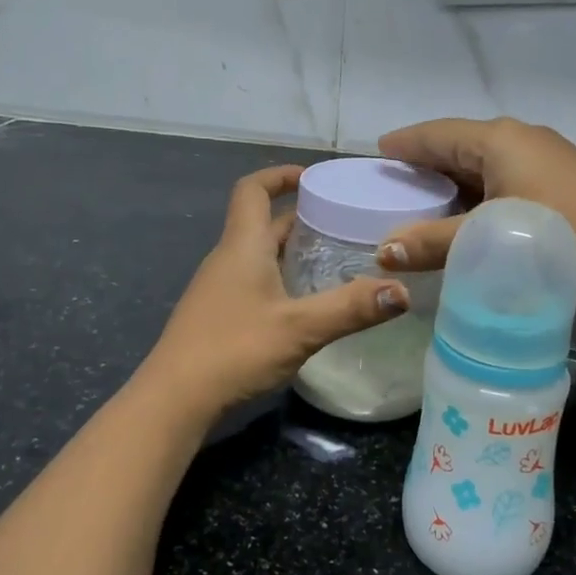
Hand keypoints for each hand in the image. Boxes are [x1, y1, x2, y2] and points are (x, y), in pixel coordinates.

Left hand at [140, 166, 409, 423]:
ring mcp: (219, 288)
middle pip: (261, 222)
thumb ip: (351, 308)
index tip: (314, 178)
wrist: (174, 399)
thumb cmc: (234, 349)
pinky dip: (281, 277)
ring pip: (258, 253)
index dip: (280, 175)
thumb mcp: (300, 328)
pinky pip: (253, 279)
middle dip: (300, 217)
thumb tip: (401, 291)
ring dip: (291, 249)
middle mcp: (227, 258)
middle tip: (343, 224)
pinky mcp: (218, 314)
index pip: (253, 189)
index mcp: (242, 246)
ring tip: (334, 260)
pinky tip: (305, 303)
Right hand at [376, 118, 575, 302]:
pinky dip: (480, 192)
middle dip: (427, 163)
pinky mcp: (562, 179)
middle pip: (460, 145)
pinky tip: (472, 214)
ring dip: (455, 181)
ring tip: (427, 201)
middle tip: (396, 183)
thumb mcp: (488, 238)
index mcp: (499, 139)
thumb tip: (383, 251)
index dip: (406, 143)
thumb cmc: (558, 233)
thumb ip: (433, 243)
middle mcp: (521, 138)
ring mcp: (546, 157)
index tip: (379, 152)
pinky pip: (505, 177)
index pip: (437, 134)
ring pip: (484, 163)